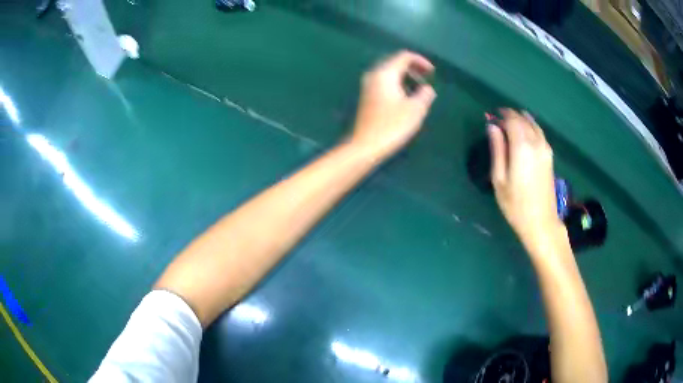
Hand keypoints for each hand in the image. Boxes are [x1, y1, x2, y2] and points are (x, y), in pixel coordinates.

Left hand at [350, 51, 436, 159]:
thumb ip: (425, 94)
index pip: (404, 56)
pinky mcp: (367, 98)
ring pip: (390, 74)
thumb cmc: (392, 126)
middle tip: (428, 79)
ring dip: (406, 78)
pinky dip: (398, 85)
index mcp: (385, 73)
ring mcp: (368, 86)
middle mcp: (374, 75)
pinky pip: (385, 83)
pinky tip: (406, 98)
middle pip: (395, 63)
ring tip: (420, 91)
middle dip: (414, 68)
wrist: (366, 146)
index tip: (433, 72)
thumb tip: (427, 89)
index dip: (420, 60)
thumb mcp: (416, 109)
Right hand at [489, 109, 563, 248]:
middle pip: (523, 120)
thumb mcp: (499, 179)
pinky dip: (531, 127)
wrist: (541, 222)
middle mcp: (536, 143)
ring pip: (533, 124)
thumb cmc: (516, 204)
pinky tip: (525, 132)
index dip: (501, 115)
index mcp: (522, 147)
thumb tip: (492, 127)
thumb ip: (497, 149)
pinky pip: (540, 133)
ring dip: (521, 120)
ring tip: (510, 124)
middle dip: (510, 116)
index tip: (491, 116)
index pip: (512, 120)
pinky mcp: (550, 156)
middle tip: (498, 120)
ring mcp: (545, 149)